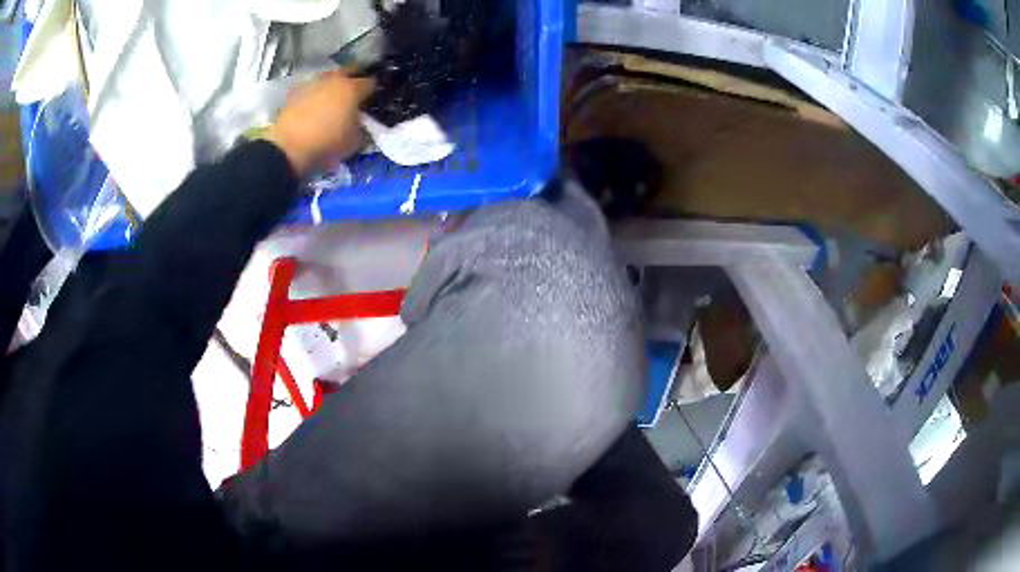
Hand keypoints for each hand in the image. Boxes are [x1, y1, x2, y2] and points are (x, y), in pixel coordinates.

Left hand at [265, 71, 375, 175]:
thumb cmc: (327, 143)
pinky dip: (314, 95)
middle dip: (353, 80)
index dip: (374, 92)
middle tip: (353, 94)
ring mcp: (312, 84)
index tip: (372, 101)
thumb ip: (362, 128)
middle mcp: (333, 80)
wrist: (288, 148)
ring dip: (332, 85)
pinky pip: (310, 89)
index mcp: (352, 89)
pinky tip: (312, 107)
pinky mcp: (294, 93)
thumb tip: (360, 124)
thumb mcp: (354, 142)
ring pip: (328, 78)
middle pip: (349, 71)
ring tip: (331, 100)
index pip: (371, 83)